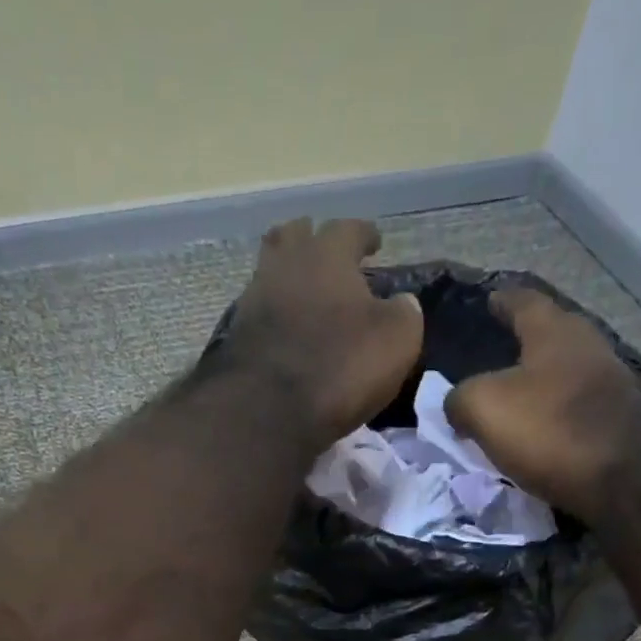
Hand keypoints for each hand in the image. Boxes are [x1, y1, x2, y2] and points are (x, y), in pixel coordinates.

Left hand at [222, 218, 422, 444]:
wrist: (267, 411)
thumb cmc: (341, 367)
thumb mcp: (396, 341)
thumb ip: (404, 313)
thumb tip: (401, 303)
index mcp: (328, 255)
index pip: (349, 229)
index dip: (365, 235)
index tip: (375, 243)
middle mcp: (286, 265)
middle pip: (295, 236)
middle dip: (313, 239)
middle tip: (327, 254)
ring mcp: (254, 299)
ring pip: (271, 271)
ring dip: (288, 276)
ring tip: (303, 292)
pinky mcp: (236, 337)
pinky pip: (258, 312)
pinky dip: (273, 314)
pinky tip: (283, 328)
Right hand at [446, 289, 640, 520]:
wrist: (626, 477)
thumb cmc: (550, 428)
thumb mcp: (484, 407)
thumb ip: (460, 398)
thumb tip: (456, 404)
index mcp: (554, 330)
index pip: (522, 301)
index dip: (501, 301)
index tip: (487, 300)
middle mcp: (586, 346)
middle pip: (548, 336)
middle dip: (521, 344)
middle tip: (492, 358)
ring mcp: (608, 383)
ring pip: (562, 374)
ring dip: (538, 384)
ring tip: (511, 401)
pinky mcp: (617, 421)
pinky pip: (573, 410)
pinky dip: (552, 416)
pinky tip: (538, 432)